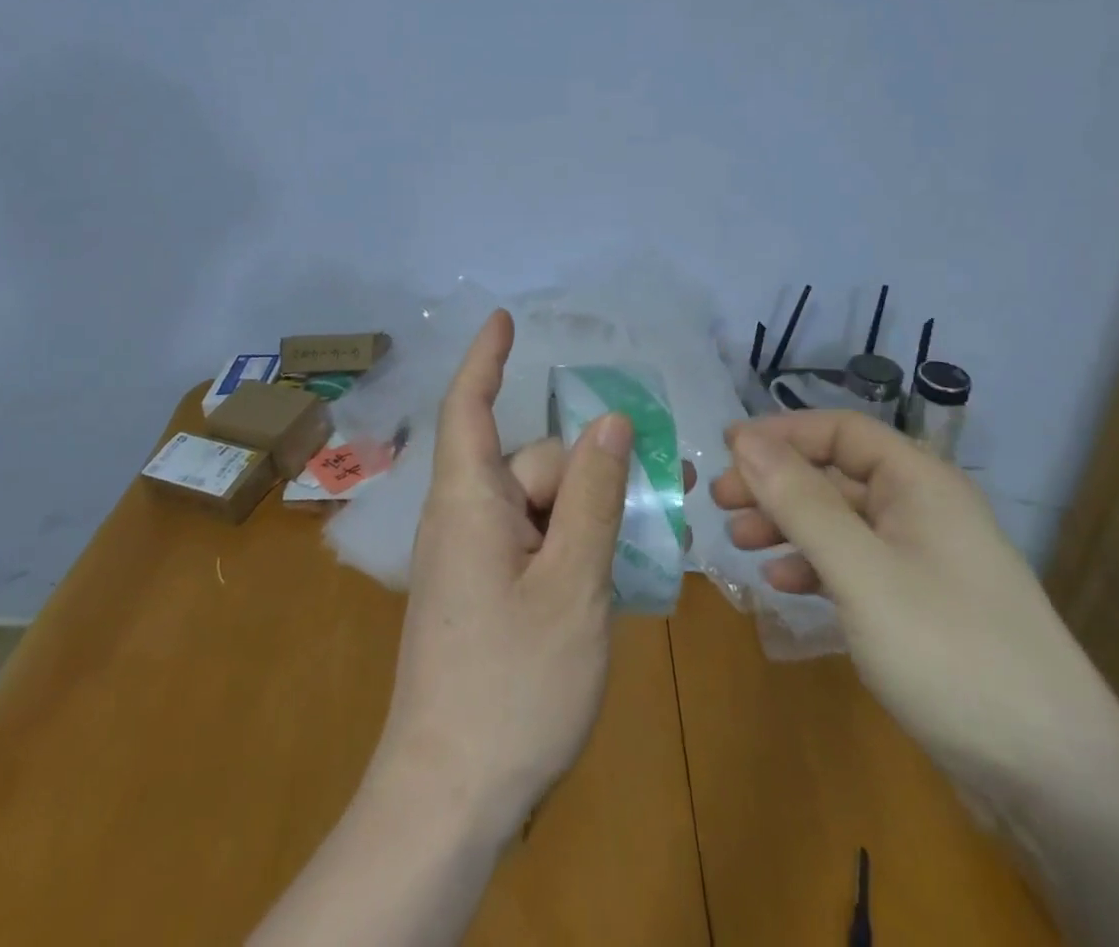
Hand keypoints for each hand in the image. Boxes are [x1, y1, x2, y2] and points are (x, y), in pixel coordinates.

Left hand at [373, 309, 632, 839]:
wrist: (450, 800)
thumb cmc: (512, 685)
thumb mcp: (571, 585)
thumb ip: (593, 499)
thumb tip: (609, 422)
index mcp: (469, 502)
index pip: (470, 407)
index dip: (487, 358)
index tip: (505, 319)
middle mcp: (465, 519)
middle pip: (533, 465)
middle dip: (593, 471)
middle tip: (669, 482)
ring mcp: (472, 560)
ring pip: (541, 508)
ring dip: (593, 512)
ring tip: (656, 528)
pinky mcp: (484, 594)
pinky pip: (534, 544)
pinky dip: (574, 545)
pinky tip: (618, 568)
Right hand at [713, 411, 1118, 797]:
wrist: (1057, 780)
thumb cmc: (950, 652)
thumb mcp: (862, 572)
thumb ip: (801, 502)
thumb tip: (744, 439)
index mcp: (920, 482)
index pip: (840, 430)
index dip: (781, 434)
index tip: (726, 451)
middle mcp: (924, 509)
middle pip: (837, 475)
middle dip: (776, 484)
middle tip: (720, 502)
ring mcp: (926, 560)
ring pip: (842, 522)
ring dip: (789, 526)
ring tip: (740, 544)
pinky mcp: (923, 607)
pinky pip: (857, 566)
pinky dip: (816, 567)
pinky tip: (785, 586)